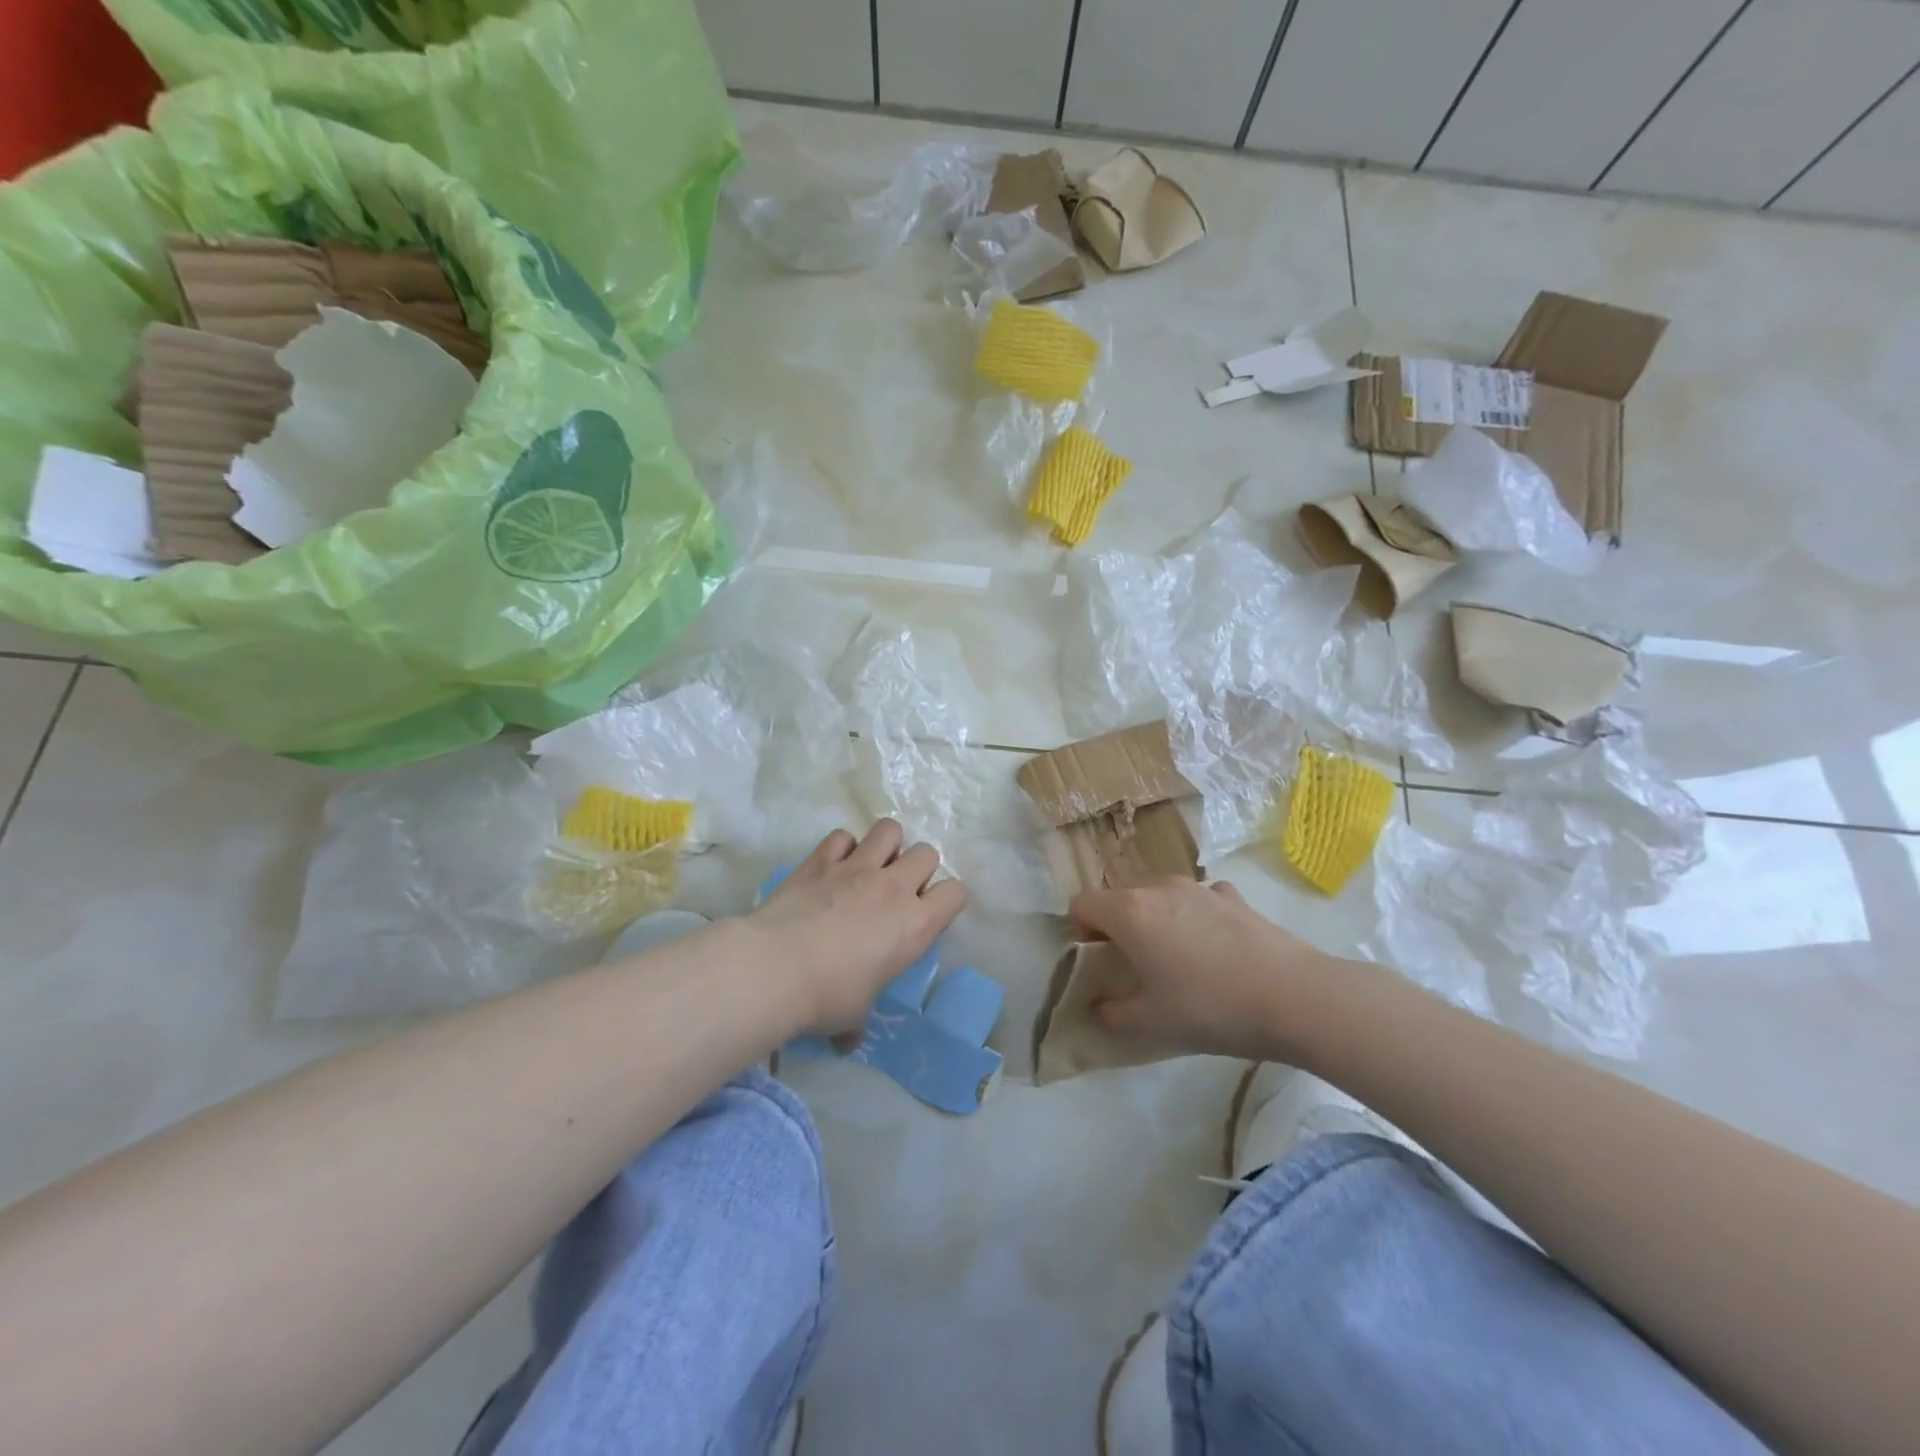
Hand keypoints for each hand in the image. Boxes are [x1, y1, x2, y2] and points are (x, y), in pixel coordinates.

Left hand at [747, 820, 968, 1036]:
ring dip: (886, 845)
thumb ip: (859, 1020)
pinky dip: (842, 848)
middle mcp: (894, 887)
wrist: (775, 968)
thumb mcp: (855, 1015)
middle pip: (928, 853)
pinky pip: (842, 836)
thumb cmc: (828, 997)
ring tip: (870, 867)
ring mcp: (857, 867)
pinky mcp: (821, 859)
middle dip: (918, 867)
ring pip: (889, 830)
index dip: (947, 901)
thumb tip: (848, 1041)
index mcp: (916, 924)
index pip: (955, 893)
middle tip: (897, 892)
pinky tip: (832, 867)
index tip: (928, 916)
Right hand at [1069, 877, 1346, 1063]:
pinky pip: (1199, 898)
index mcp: (1130, 912)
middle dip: (1117, 923)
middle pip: (1120, 895)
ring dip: (1156, 917)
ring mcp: (1200, 888)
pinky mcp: (1235, 897)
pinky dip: (1196, 915)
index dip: (1080, 930)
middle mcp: (1159, 888)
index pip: (1082, 903)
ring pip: (1160, 894)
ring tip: (1177, 956)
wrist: (1294, 997)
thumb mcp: (1151, 1024)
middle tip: (1134, 962)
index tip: (1097, 959)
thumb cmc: (1210, 1007)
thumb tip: (1099, 1008)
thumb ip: (1112, 1015)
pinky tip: (1215, 947)